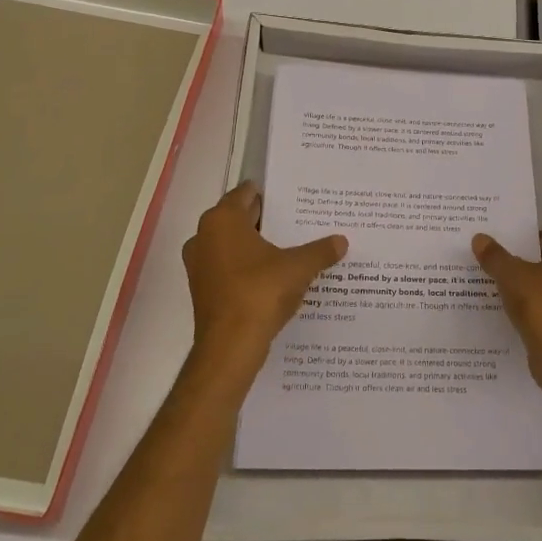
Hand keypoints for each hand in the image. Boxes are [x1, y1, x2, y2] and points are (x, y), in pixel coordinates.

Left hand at [182, 183, 346, 377]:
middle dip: (266, 219)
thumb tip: (341, 241)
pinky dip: (247, 267)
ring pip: (232, 244)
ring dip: (256, 245)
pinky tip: (274, 275)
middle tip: (298, 220)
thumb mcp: (298, 268)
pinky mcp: (203, 290)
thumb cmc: (260, 292)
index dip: (270, 194)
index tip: (292, 197)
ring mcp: (200, 265)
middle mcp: (204, 236)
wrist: (230, 347)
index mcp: (222, 220)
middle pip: (238, 218)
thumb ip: (320, 251)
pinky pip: (228, 267)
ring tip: (290, 248)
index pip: (245, 193)